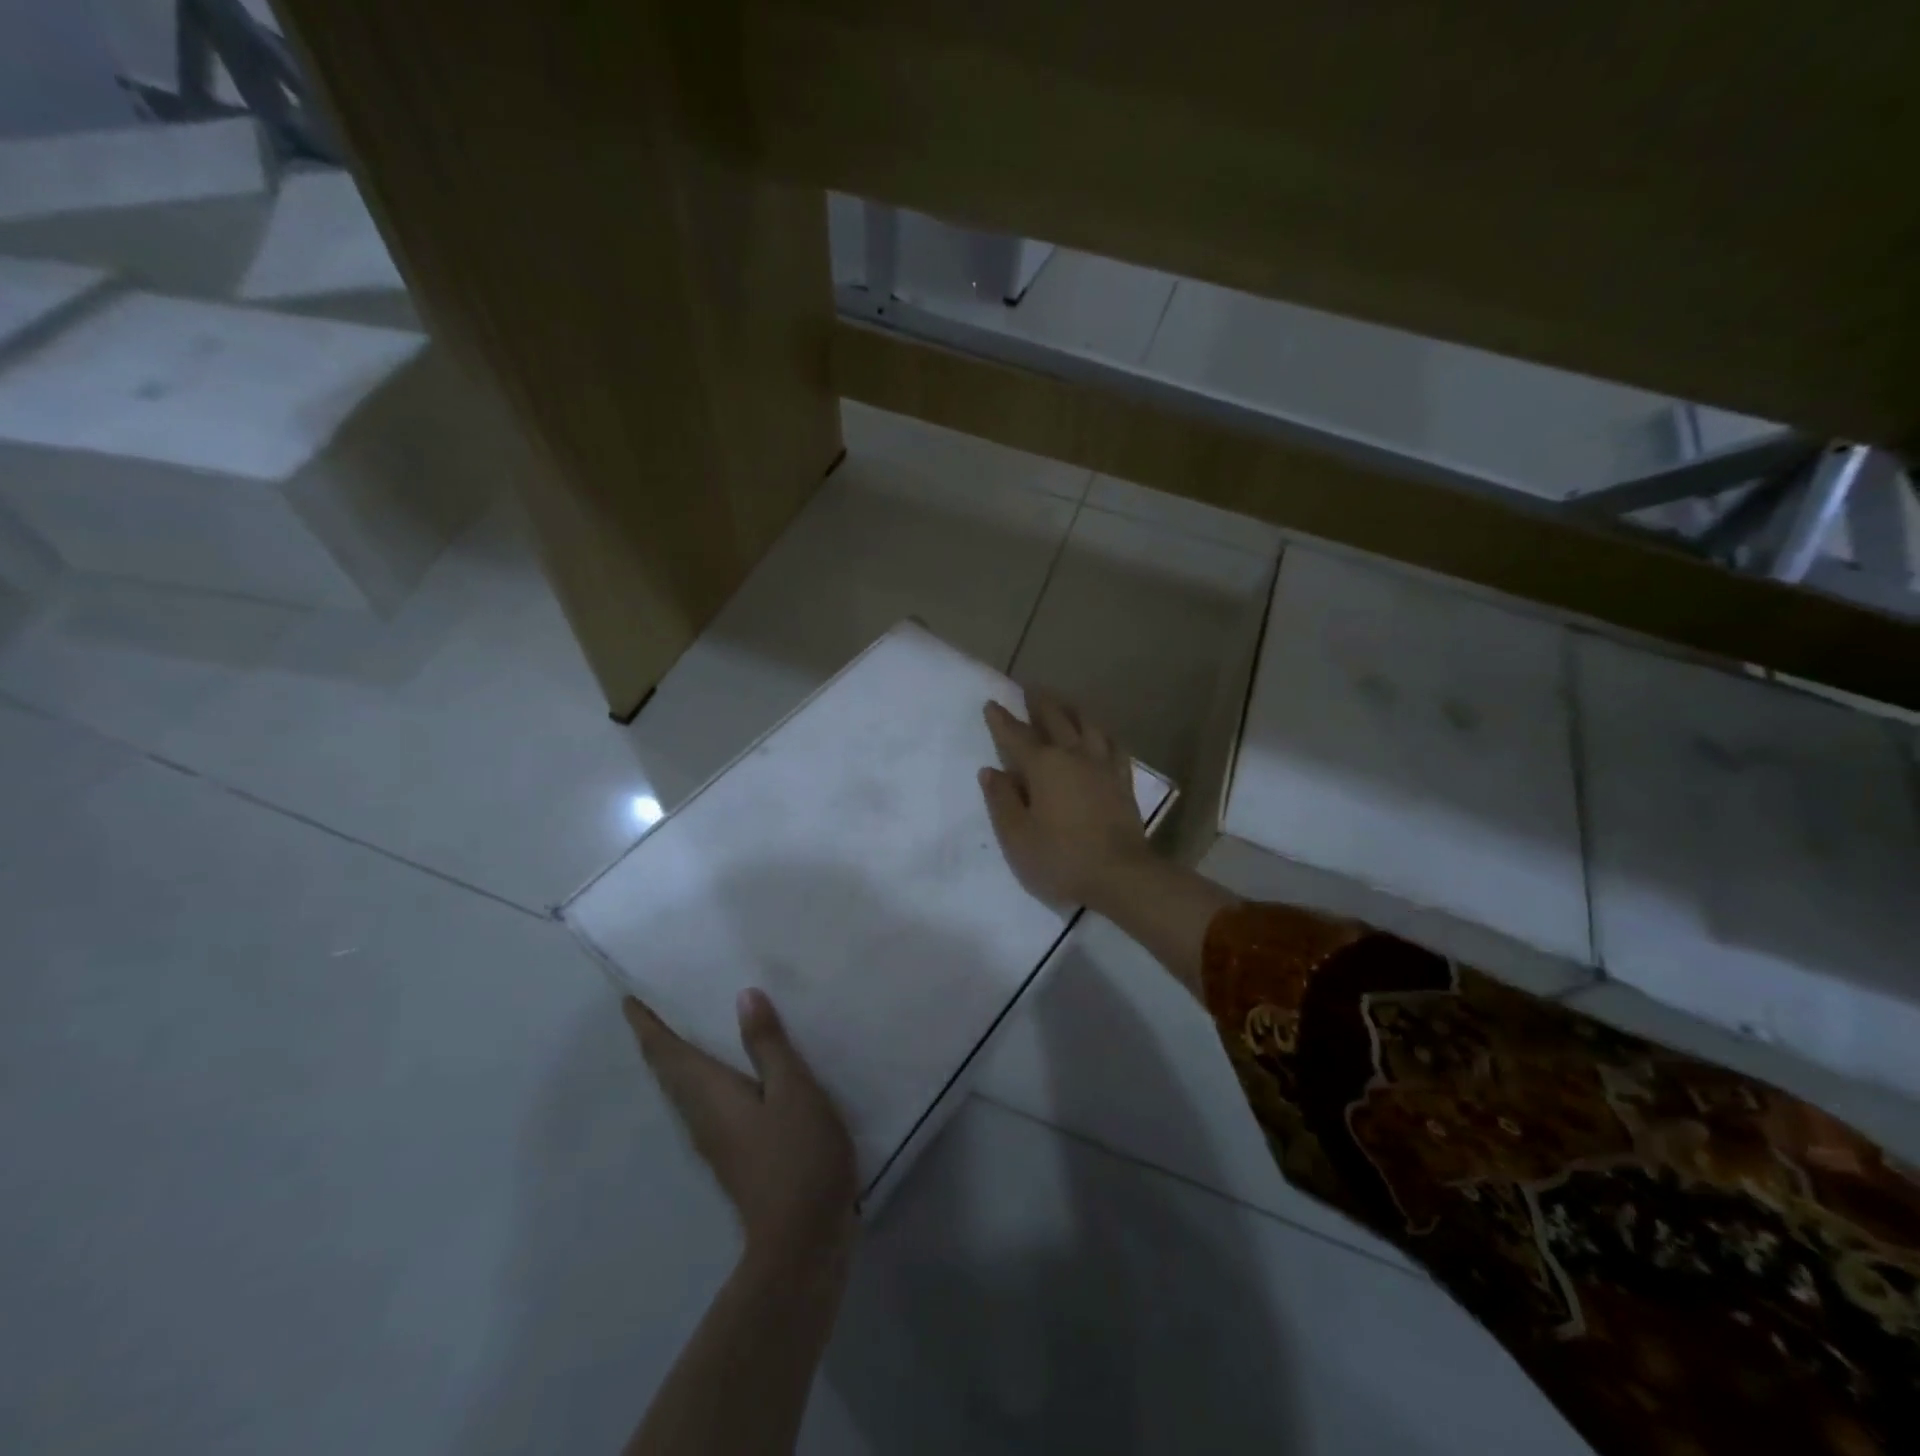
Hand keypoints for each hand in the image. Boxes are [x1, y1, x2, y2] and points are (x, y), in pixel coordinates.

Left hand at [624, 990, 857, 1265]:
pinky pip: (706, 1100)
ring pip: (685, 1087)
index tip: (629, 996)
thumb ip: (768, 1045)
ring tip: (691, 1022)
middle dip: (658, 1036)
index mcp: (709, 1094)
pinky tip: (730, 1067)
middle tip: (659, 1000)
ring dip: (679, 1055)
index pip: (667, 1052)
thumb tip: (743, 996)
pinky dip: (704, 1074)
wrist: (802, 1240)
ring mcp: (716, 1138)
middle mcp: (701, 1115)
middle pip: (669, 1070)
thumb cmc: (798, 1156)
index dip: (647, 1023)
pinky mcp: (734, 1152)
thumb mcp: (793, 1090)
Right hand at [979, 689, 1152, 910]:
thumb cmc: (1061, 858)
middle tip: (1030, 688)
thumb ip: (1001, 801)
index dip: (1001, 720)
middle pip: (1056, 719)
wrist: (1121, 876)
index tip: (992, 703)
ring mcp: (1103, 767)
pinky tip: (1102, 735)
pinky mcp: (1123, 782)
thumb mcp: (1018, 836)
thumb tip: (991, 771)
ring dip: (1073, 710)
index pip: (1016, 736)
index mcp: (1043, 766)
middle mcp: (1074, 756)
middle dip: (1040, 702)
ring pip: (1088, 726)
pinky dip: (1103, 735)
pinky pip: (1114, 747)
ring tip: (1065, 702)